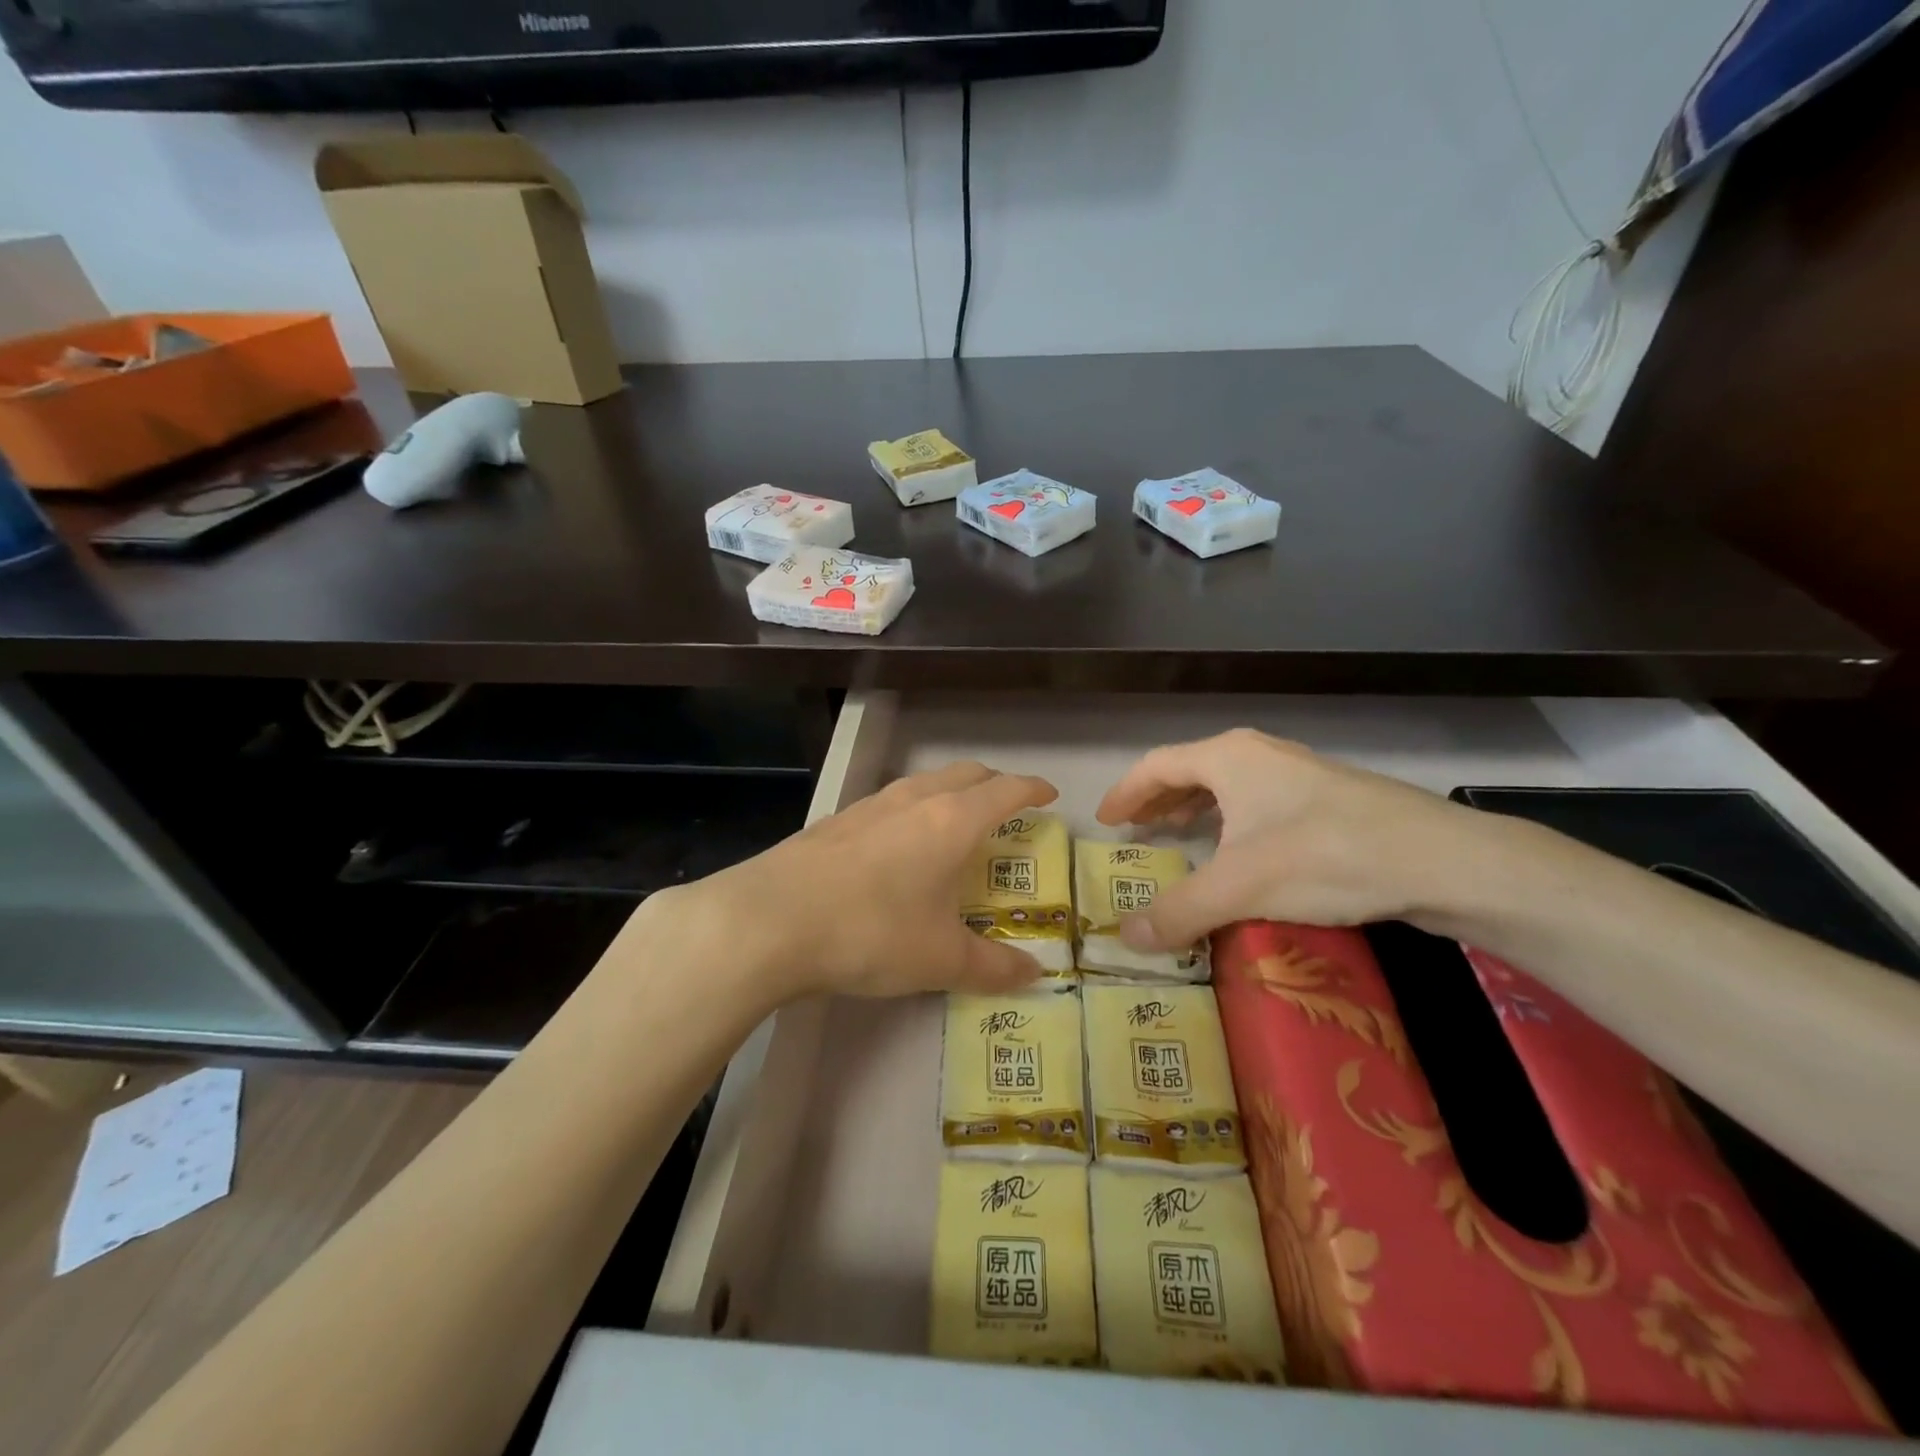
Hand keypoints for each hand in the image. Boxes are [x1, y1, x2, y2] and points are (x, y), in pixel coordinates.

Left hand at [644, 761, 1059, 1004]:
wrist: (769, 920)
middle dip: (993, 784)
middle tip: (1008, 807)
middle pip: (966, 773)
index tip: (1049, 795)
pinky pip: (890, 802)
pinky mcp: (836, 820)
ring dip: (950, 792)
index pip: (1006, 791)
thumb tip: (1033, 976)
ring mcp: (870, 805)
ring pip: (924, 782)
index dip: (1032, 789)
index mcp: (952, 821)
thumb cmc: (871, 932)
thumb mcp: (940, 959)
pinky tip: (898, 845)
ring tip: (955, 822)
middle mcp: (914, 800)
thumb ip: (992, 967)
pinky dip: (912, 809)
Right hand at [1095, 728, 1479, 949]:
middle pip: (1191, 771)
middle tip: (1137, 831)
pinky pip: (1259, 803)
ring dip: (1196, 811)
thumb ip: (1179, 911)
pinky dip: (1232, 822)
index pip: (1156, 765)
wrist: (1441, 860)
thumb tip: (1125, 938)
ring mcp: (1299, 773)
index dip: (1126, 792)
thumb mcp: (1239, 887)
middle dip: (1159, 801)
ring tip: (1179, 838)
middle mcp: (1259, 754)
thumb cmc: (1324, 857)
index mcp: (1228, 758)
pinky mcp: (1330, 798)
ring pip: (1229, 787)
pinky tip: (1241, 853)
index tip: (1105, 820)